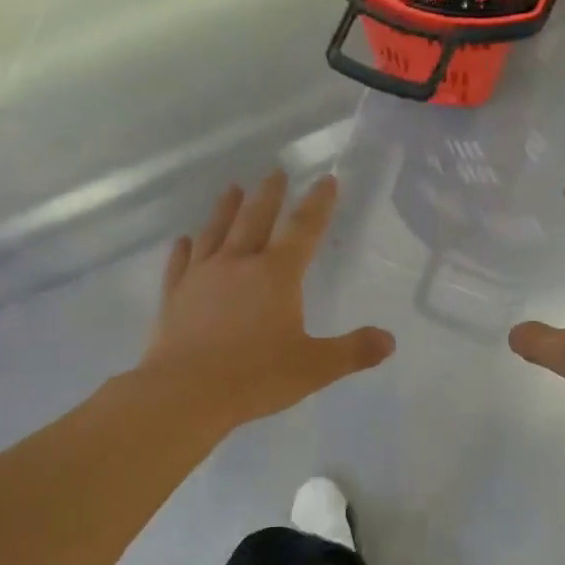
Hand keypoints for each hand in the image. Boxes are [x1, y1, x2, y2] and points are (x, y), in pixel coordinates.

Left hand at [140, 172, 393, 428]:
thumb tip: (389, 340)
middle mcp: (238, 264)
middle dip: (269, 194)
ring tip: (232, 189)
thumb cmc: (256, 377)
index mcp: (276, 274)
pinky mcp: (174, 296)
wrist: (185, 393)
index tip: (326, 180)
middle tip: (276, 172)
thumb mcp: (315, 367)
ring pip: (215, 231)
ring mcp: (201, 276)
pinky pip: (180, 263)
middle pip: (255, 218)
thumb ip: (354, 351)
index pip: (303, 229)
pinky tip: (183, 240)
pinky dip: (184, 249)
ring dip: (225, 208)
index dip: (318, 203)